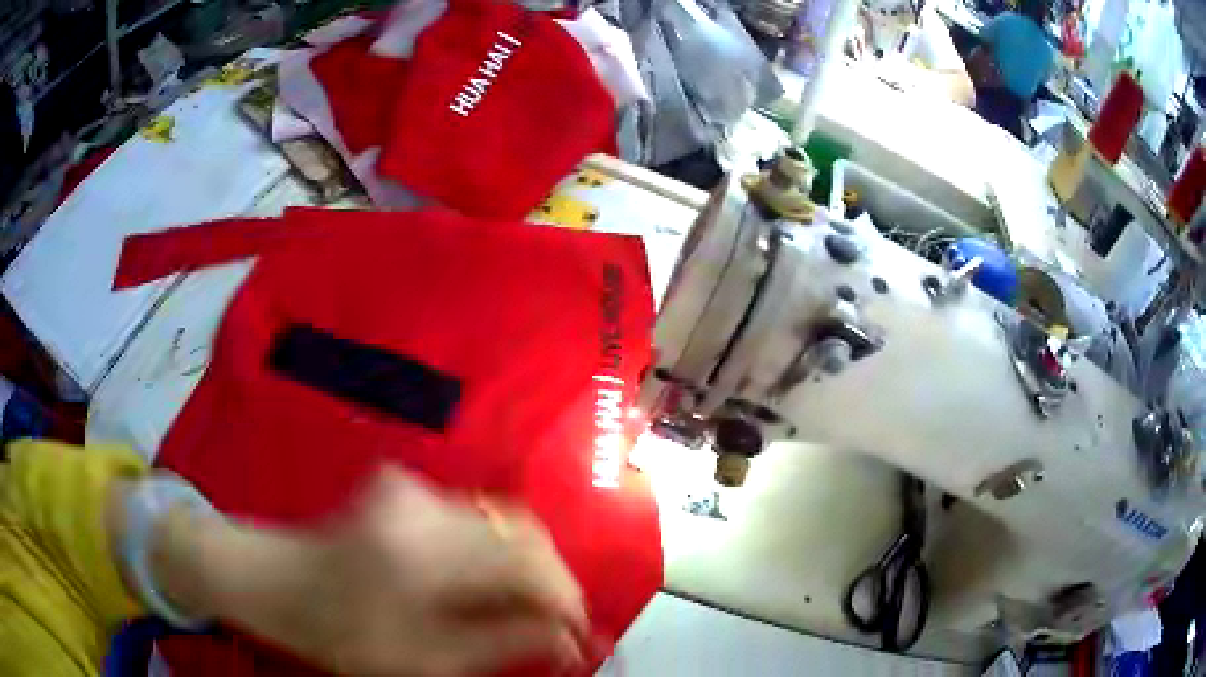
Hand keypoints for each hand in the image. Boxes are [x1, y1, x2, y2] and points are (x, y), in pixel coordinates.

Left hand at [156, 468, 589, 676]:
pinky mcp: (407, 488)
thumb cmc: (336, 631)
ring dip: (524, 568)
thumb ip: (501, 645)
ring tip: (525, 611)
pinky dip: (495, 553)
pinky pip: (475, 516)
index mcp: (423, 551)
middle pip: (524, 530)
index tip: (581, 636)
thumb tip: (566, 639)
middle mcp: (425, 504)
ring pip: (503, 521)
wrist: (271, 580)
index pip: (529, 560)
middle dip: (553, 581)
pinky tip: (486, 585)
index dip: (568, 598)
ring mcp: (414, 488)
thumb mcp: (422, 659)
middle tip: (559, 626)